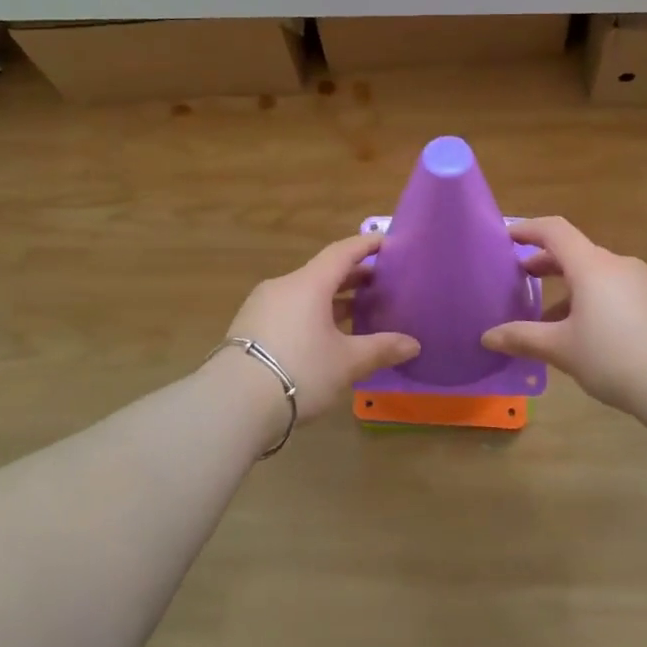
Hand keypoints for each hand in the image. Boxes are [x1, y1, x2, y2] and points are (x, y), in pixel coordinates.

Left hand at [224, 233, 420, 422]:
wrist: (233, 404)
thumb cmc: (299, 372)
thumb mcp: (346, 363)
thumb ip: (381, 349)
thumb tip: (413, 344)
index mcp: (309, 284)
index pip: (342, 252)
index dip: (366, 245)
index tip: (387, 242)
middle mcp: (283, 286)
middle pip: (323, 272)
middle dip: (352, 276)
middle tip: (379, 283)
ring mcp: (261, 306)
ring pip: (304, 293)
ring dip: (331, 299)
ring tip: (355, 311)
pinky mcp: (248, 328)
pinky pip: (288, 310)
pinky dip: (311, 313)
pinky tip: (323, 336)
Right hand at [481, 217, 646, 414]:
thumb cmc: (614, 358)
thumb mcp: (561, 349)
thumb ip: (522, 338)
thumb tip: (487, 337)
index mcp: (592, 266)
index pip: (554, 230)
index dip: (528, 229)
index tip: (506, 237)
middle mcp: (618, 264)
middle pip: (576, 252)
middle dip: (545, 263)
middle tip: (520, 278)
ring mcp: (643, 282)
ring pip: (597, 274)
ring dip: (569, 287)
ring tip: (548, 317)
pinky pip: (616, 290)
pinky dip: (593, 299)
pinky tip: (586, 333)